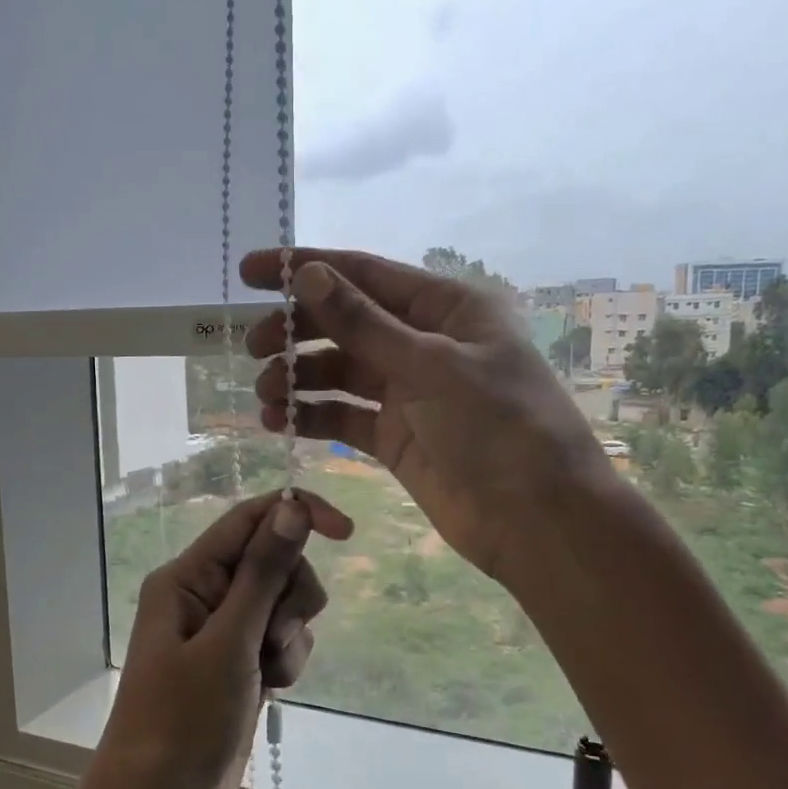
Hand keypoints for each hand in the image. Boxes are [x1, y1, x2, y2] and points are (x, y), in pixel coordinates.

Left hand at [75, 489, 352, 788]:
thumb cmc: (182, 723)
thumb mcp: (229, 643)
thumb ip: (262, 573)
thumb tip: (292, 506)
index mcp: (188, 577)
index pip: (250, 519)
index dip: (298, 513)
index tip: (347, 532)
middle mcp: (204, 595)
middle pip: (275, 561)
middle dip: (290, 596)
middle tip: (272, 638)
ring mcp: (224, 632)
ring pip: (284, 603)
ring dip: (290, 635)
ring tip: (268, 673)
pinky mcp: (242, 664)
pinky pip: (282, 639)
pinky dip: (288, 660)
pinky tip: (271, 690)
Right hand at [241, 248, 610, 585]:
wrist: (537, 520)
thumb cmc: (499, 427)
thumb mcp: (431, 366)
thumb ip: (365, 323)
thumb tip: (310, 274)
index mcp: (446, 307)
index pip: (364, 274)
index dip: (306, 269)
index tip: (250, 272)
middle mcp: (425, 342)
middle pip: (346, 322)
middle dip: (297, 330)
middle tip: (254, 347)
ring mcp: (409, 391)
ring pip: (340, 371)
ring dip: (299, 377)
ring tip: (265, 394)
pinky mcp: (395, 436)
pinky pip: (344, 415)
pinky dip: (312, 415)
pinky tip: (281, 421)